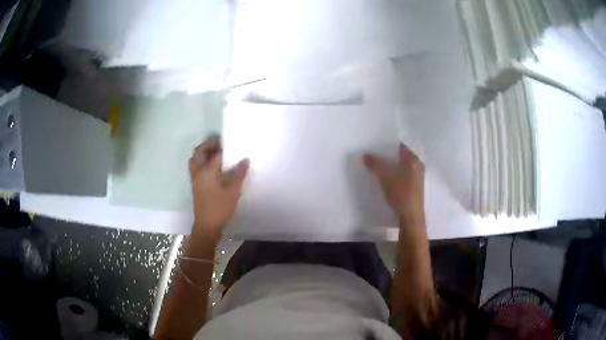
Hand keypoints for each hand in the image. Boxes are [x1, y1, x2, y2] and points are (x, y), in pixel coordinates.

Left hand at [189, 136, 248, 236]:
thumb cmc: (220, 208)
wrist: (207, 225)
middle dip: (208, 146)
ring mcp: (195, 179)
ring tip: (216, 153)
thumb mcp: (233, 191)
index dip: (224, 147)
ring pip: (195, 160)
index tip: (232, 143)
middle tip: (220, 144)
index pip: (215, 153)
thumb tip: (245, 160)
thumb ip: (239, 174)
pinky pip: (195, 167)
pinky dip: (202, 161)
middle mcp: (198, 172)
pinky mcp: (195, 185)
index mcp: (206, 171)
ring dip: (203, 153)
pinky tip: (213, 166)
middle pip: (199, 152)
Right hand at [363, 144, 424, 218]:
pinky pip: (404, 174)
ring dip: (392, 166)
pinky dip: (396, 174)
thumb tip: (365, 155)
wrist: (411, 216)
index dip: (388, 145)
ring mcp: (418, 176)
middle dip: (388, 156)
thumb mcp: (385, 178)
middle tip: (374, 156)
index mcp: (413, 160)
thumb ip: (375, 165)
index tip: (376, 146)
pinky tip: (387, 178)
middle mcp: (418, 165)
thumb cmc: (401, 194)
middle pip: (401, 156)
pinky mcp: (416, 186)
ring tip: (378, 166)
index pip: (400, 146)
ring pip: (402, 166)